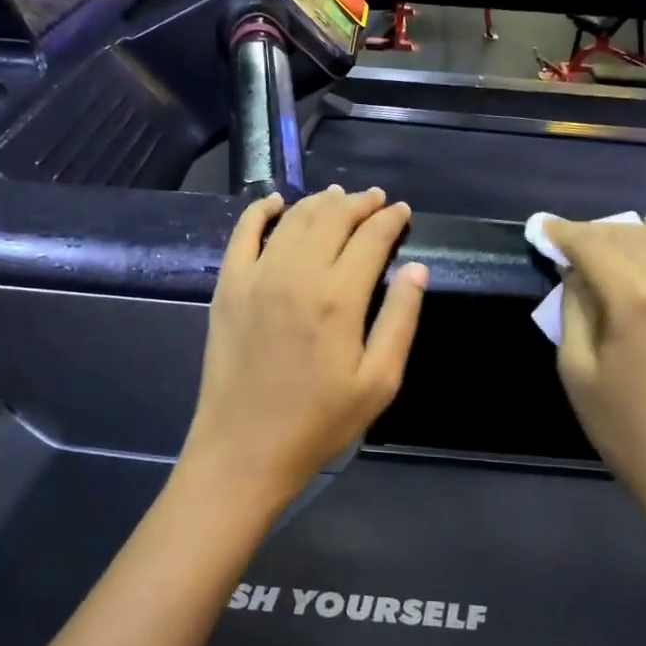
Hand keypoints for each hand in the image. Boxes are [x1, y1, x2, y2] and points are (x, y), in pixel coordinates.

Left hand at [181, 186, 427, 518]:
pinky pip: (242, 233)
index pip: (371, 238)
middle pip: (333, 218)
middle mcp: (298, 274)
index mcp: (339, 298)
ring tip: (338, 197)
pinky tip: (273, 202)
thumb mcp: (378, 382)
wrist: (245, 448)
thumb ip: (400, 320)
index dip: (390, 220)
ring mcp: (257, 276)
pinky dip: (260, 211)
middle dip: (359, 203)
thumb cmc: (319, 422)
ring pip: (293, 219)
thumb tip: (417, 269)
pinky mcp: (228, 286)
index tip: (402, 211)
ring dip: (320, 202)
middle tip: (375, 199)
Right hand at [546, 213, 645, 542]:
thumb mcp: (578, 372)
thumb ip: (575, 310)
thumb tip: (577, 273)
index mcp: (638, 300)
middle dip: (591, 233)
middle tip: (564, 240)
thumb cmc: (629, 432)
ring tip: (602, 239)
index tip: (540, 226)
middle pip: (628, 237)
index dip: (563, 233)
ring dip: (628, 233)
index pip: (593, 245)